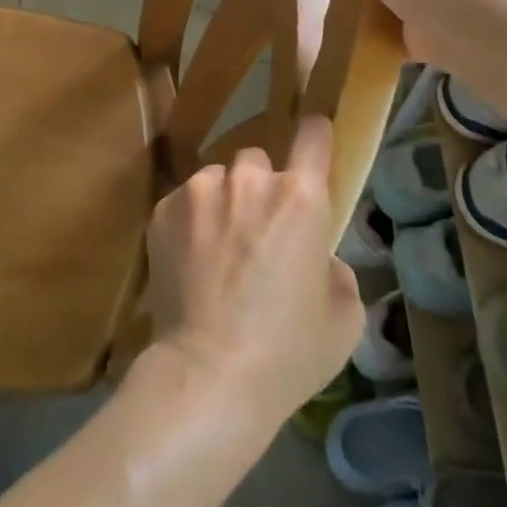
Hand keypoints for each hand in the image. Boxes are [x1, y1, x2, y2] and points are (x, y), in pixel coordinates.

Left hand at [144, 119, 362, 429]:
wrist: (210, 372)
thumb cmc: (288, 351)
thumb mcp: (342, 317)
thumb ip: (334, 268)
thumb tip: (317, 255)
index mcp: (300, 198)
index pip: (311, 137)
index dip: (313, 134)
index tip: (311, 135)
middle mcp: (248, 180)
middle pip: (256, 161)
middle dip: (260, 186)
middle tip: (257, 229)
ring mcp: (199, 190)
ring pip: (216, 178)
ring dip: (222, 201)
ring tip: (218, 248)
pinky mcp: (163, 207)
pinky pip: (184, 200)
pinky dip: (191, 220)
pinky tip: (191, 261)